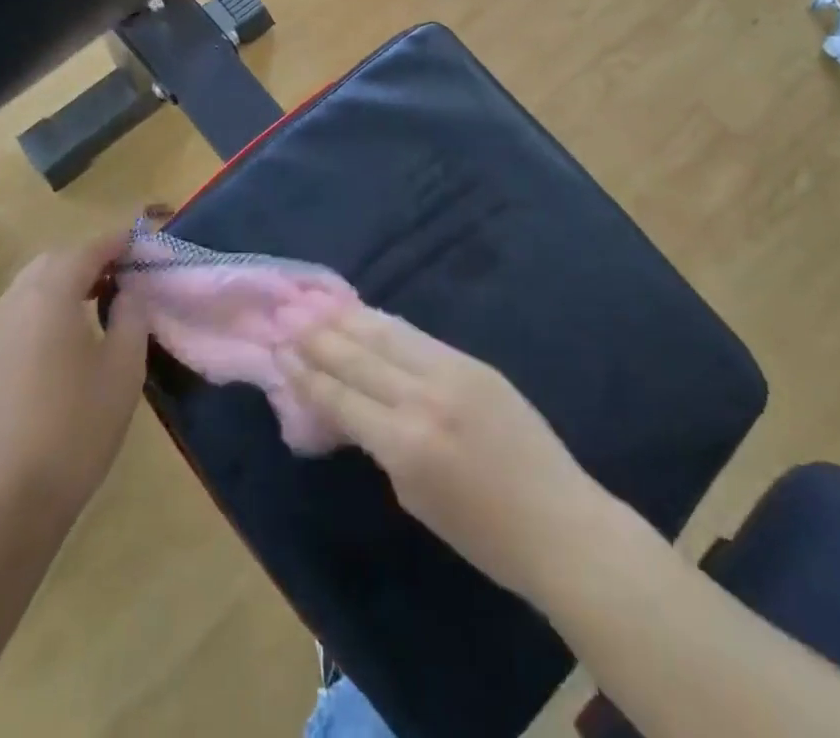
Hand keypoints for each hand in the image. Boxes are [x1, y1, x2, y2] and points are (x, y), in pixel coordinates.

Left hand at [0, 237, 148, 529]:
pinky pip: (14, 316)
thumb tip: (128, 291)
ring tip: (95, 306)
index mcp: (49, 294)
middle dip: (88, 260)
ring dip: (63, 285)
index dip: (118, 242)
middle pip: (53, 262)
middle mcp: (11, 302)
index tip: (142, 244)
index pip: (88, 249)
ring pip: (29, 288)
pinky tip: (61, 342)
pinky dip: (41, 311)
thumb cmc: (74, 430)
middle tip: (122, 277)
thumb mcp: (123, 370)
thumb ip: (131, 316)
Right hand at [276, 308, 606, 600]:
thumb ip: (379, 444)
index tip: (280, 351)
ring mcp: (452, 373)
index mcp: (404, 444)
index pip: (341, 397)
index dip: (307, 374)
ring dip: (348, 319)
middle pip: (359, 357)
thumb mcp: (414, 498)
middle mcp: (423, 398)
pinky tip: (367, 315)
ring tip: (318, 304)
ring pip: (387, 335)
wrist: (559, 522)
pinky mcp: (474, 362)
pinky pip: (419, 337)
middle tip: (288, 315)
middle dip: (319, 337)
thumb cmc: (482, 535)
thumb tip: (350, 406)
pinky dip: (386, 324)